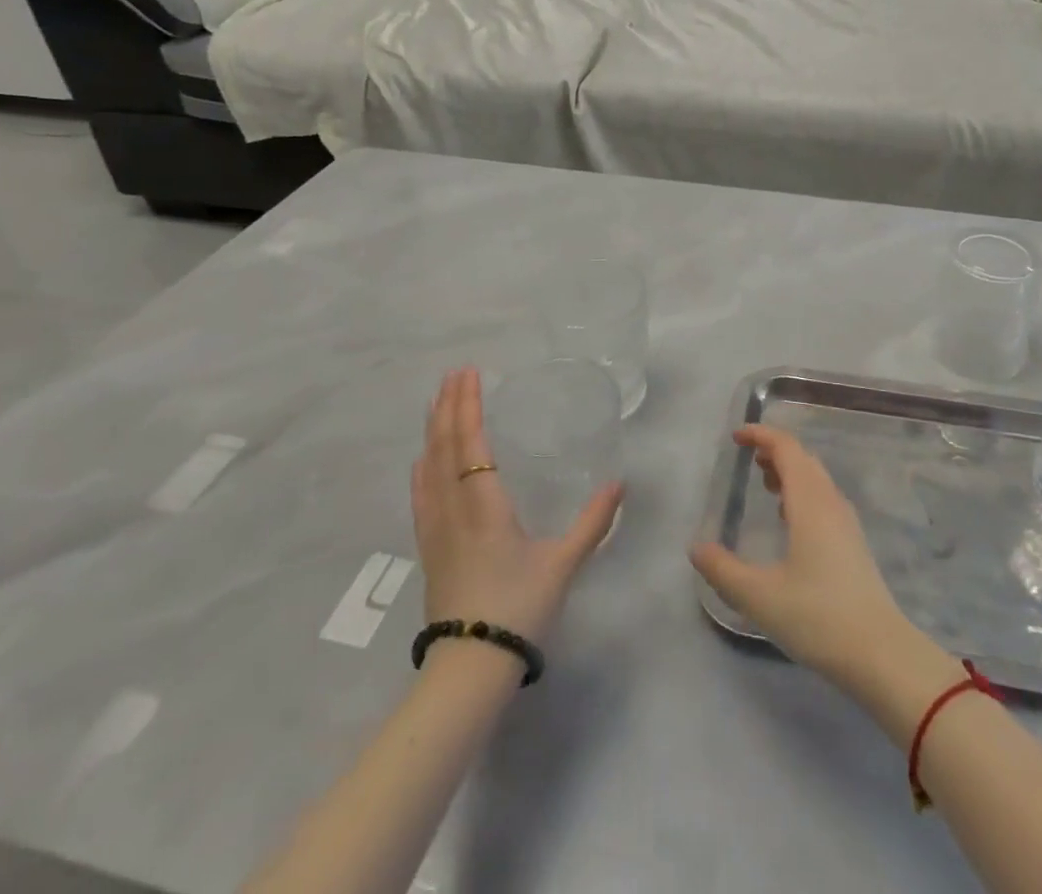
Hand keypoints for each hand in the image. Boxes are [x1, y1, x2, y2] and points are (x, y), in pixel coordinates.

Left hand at [411, 367, 622, 644]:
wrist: (470, 668)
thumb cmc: (519, 609)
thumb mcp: (564, 564)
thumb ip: (592, 522)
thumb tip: (620, 484)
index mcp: (485, 507)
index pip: (471, 444)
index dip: (468, 407)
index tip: (468, 374)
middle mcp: (454, 509)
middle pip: (445, 448)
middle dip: (449, 407)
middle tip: (453, 374)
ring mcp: (436, 529)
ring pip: (428, 468)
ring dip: (433, 431)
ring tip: (436, 402)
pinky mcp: (429, 548)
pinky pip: (421, 493)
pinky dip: (423, 465)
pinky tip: (422, 459)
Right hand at [689, 424, 924, 688]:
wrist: (880, 653)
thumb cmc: (818, 617)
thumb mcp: (759, 597)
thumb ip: (723, 571)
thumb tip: (696, 548)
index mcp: (809, 502)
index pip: (786, 448)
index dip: (761, 435)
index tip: (736, 437)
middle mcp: (830, 502)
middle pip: (803, 459)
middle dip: (774, 451)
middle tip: (748, 459)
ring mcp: (846, 522)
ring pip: (816, 480)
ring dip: (789, 472)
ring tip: (764, 484)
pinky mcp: (853, 543)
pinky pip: (824, 499)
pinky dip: (802, 494)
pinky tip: (790, 521)